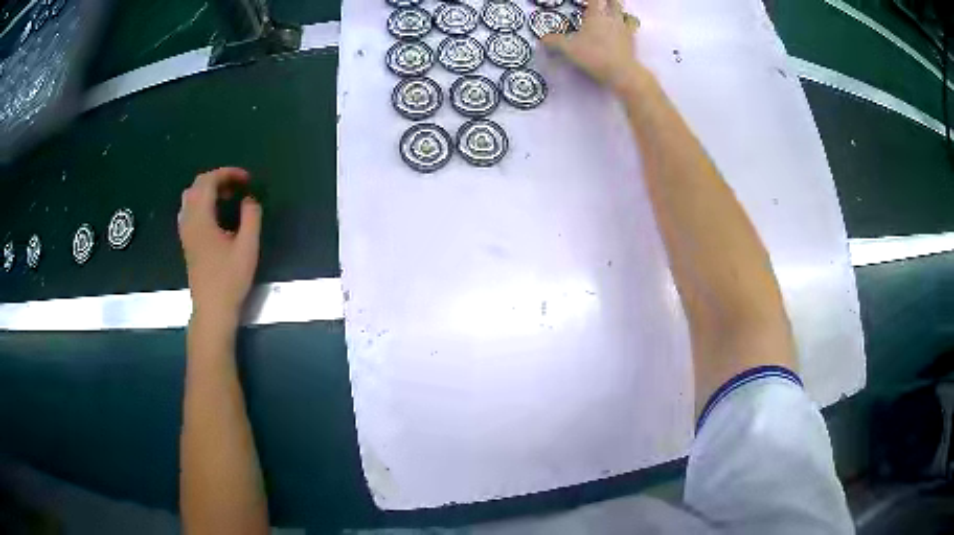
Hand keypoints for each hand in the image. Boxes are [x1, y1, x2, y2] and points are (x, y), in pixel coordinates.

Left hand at [178, 167, 261, 326]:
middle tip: (238, 187)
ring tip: (227, 198)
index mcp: (201, 219)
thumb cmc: (230, 280)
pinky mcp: (187, 242)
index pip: (208, 182)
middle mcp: (188, 221)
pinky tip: (215, 214)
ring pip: (190, 197)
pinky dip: (202, 203)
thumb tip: (249, 200)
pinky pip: (189, 210)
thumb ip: (251, 217)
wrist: (212, 310)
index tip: (247, 180)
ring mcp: (185, 232)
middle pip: (196, 185)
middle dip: (218, 179)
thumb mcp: (248, 248)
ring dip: (208, 190)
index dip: (228, 174)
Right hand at [542, 0, 642, 93]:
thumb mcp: (569, 49)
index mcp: (597, 15)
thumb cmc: (594, 56)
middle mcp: (612, 18)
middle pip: (614, 2)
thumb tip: (542, 39)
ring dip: (618, 11)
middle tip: (602, 3)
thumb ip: (554, 41)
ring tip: (612, 14)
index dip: (592, 0)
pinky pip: (629, 28)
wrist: (622, 73)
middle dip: (608, 1)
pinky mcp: (632, 41)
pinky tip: (620, 31)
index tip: (586, 3)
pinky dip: (625, 26)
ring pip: (624, 13)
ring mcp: (624, 29)